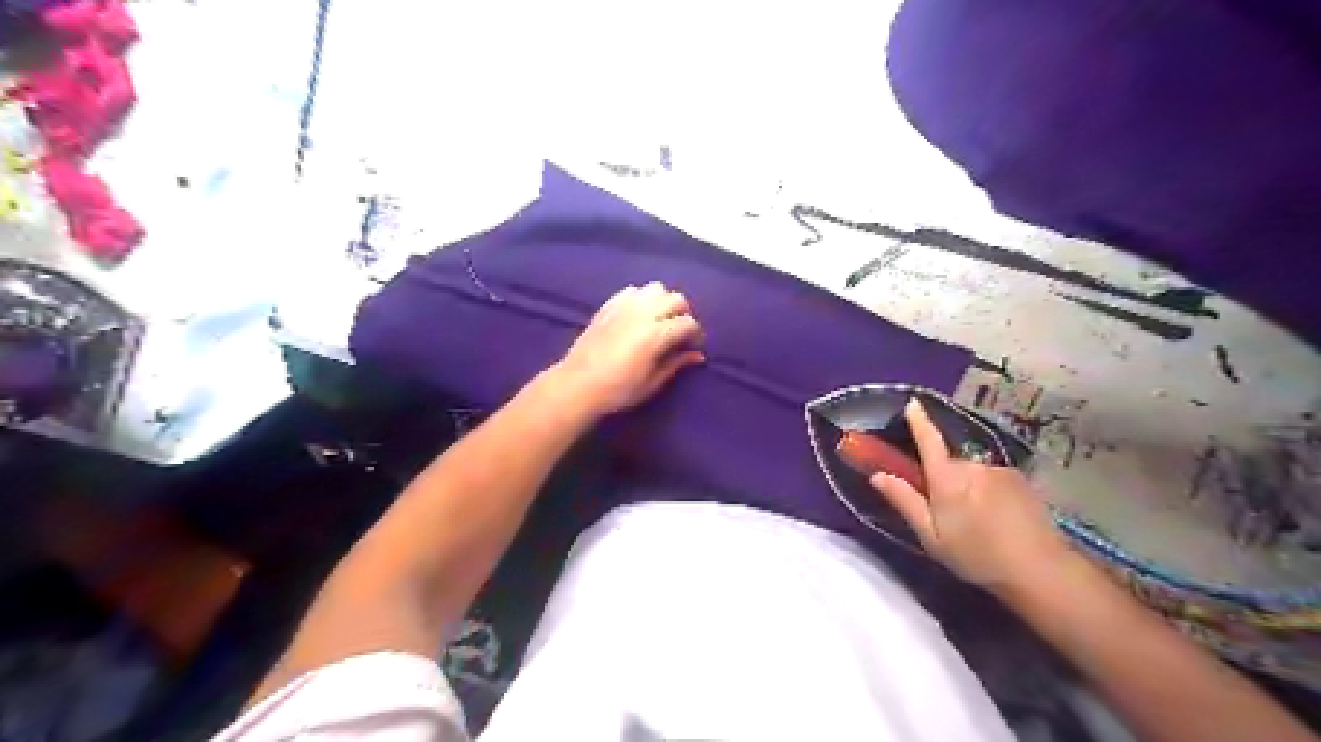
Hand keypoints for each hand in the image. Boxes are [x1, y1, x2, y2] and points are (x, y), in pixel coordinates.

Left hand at [553, 280, 705, 416]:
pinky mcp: (608, 306)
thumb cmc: (618, 390)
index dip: (695, 334)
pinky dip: (641, 298)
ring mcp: (623, 306)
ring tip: (659, 319)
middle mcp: (643, 313)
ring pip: (655, 288)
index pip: (688, 323)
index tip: (692, 346)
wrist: (577, 385)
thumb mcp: (652, 383)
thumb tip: (697, 355)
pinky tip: (638, 314)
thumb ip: (675, 364)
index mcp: (656, 334)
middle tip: (679, 332)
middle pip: (675, 298)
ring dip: (663, 301)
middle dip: (683, 313)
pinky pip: (632, 291)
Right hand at [870, 397, 1070, 593]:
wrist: (1040, 570)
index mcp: (947, 478)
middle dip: (945, 480)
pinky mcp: (1021, 481)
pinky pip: (994, 480)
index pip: (928, 440)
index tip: (912, 403)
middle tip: (947, 514)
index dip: (919, 420)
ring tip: (978, 523)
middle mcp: (973, 466)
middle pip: (950, 464)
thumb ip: (905, 501)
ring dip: (969, 489)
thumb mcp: (931, 536)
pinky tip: (999, 520)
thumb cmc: (976, 556)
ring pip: (973, 474)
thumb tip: (878, 475)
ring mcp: (1000, 471)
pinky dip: (990, 494)